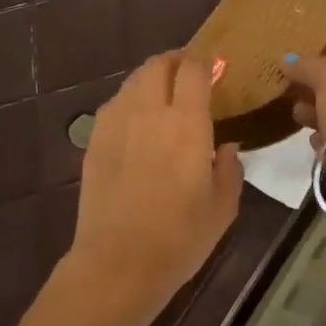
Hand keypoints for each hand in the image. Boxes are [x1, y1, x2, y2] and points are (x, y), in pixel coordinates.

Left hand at [69, 53, 243, 319]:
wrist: (118, 264)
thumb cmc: (179, 239)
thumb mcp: (222, 208)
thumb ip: (231, 169)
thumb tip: (227, 147)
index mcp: (187, 124)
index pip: (193, 70)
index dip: (205, 62)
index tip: (215, 69)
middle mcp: (149, 112)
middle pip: (158, 65)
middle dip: (176, 61)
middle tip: (189, 75)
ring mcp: (116, 123)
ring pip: (133, 81)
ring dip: (152, 79)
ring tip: (163, 97)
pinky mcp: (95, 140)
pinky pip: (115, 104)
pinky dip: (130, 101)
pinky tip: (138, 122)